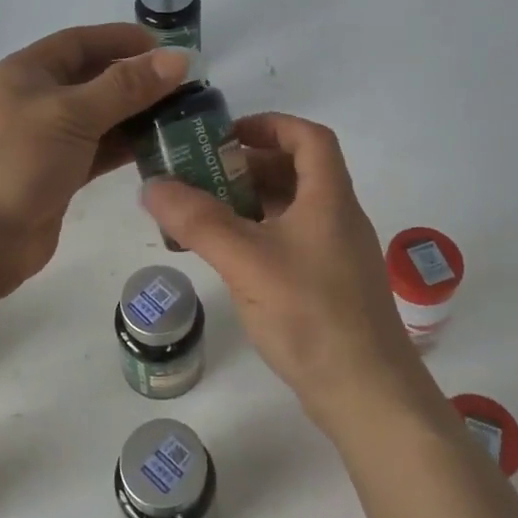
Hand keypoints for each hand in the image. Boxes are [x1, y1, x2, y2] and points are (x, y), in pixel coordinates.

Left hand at [0, 24, 191, 294]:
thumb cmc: (15, 162)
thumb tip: (178, 58)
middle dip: (135, 81)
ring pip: (97, 119)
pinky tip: (157, 148)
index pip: (80, 42)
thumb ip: (125, 87)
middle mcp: (34, 101)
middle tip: (184, 89)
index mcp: (26, 72)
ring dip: (134, 117)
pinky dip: (123, 148)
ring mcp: (43, 142)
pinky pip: (96, 152)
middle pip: (92, 80)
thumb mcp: (71, 114)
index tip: (167, 49)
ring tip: (180, 118)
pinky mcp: (54, 177)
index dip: (122, 40)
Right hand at [141, 113, 447, 435]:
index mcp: (329, 199)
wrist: (366, 393)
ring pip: (291, 211)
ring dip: (250, 204)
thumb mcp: (247, 261)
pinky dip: (259, 237)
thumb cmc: (311, 314)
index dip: (271, 125)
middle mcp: (338, 219)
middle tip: (202, 177)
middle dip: (248, 167)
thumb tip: (152, 185)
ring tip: (204, 215)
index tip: (228, 135)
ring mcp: (336, 255)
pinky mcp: (329, 287)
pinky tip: (229, 258)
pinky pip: (290, 243)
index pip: (309, 138)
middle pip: (297, 172)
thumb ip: (198, 221)